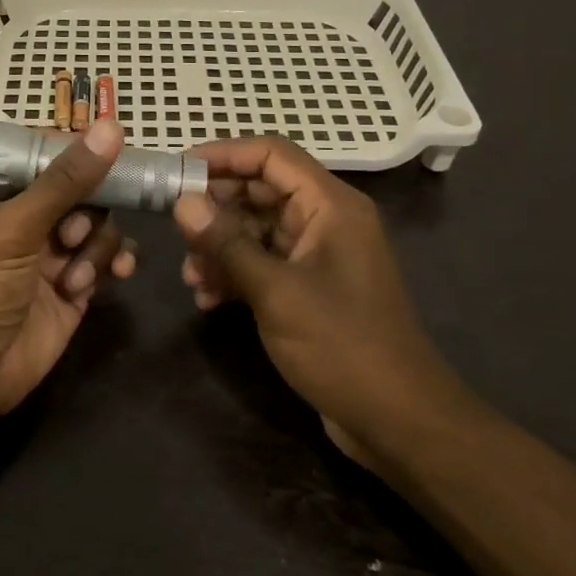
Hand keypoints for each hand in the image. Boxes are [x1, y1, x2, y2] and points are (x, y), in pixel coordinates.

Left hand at [0, 118, 137, 420]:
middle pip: (82, 187)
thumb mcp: (15, 228)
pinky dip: (116, 262)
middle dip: (88, 209)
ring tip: (74, 276)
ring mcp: (53, 250)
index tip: (112, 146)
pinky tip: (117, 274)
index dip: (77, 149)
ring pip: (100, 222)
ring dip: (97, 245)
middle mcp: (27, 215)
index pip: (45, 152)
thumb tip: (111, 128)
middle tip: (70, 236)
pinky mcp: (76, 284)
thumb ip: (65, 181)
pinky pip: (110, 257)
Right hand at [172, 136, 471, 471]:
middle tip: (177, 229)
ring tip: (191, 277)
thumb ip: (227, 243)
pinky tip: (208, 298)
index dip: (224, 154)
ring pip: (257, 229)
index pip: (271, 155)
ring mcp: (318, 255)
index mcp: (330, 205)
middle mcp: (326, 220)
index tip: (178, 170)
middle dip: (216, 209)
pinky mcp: (310, 287)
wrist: (398, 420)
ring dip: (220, 247)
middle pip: (260, 191)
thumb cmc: (341, 344)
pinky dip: (235, 273)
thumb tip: (183, 201)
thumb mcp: (276, 291)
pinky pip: (264, 262)